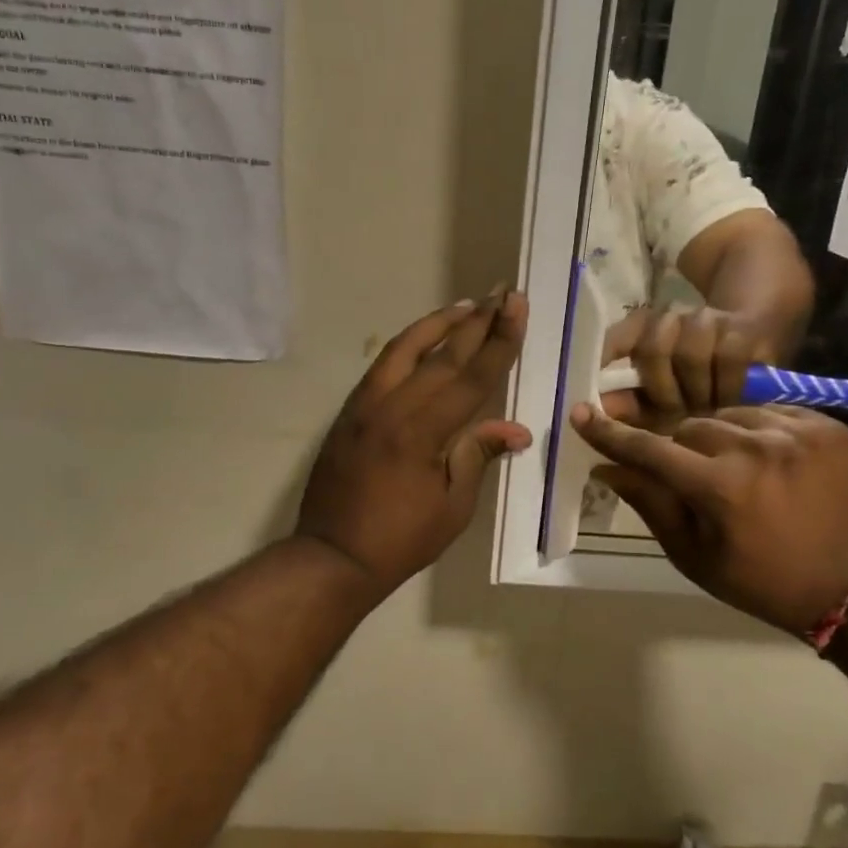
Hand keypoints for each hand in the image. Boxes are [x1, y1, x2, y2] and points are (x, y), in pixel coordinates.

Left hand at [297, 291, 530, 595]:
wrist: (331, 555)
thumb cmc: (400, 539)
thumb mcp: (451, 506)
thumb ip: (477, 456)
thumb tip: (516, 429)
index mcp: (421, 432)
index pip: (470, 376)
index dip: (498, 341)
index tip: (516, 306)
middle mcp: (391, 407)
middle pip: (442, 355)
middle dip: (476, 322)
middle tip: (501, 292)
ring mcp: (365, 406)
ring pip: (403, 349)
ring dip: (438, 324)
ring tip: (466, 305)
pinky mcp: (349, 412)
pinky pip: (382, 366)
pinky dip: (407, 345)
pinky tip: (423, 340)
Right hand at [572, 403, 847, 636]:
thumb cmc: (766, 582)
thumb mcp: (697, 558)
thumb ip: (652, 505)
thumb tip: (608, 468)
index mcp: (720, 488)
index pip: (649, 449)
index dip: (611, 434)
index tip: (582, 413)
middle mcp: (756, 448)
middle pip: (689, 425)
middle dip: (679, 447)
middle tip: (692, 476)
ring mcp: (795, 432)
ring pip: (729, 414)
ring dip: (720, 437)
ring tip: (736, 468)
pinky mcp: (826, 426)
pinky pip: (771, 413)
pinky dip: (759, 432)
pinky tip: (769, 459)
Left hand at [600, 305, 776, 430]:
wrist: (754, 348)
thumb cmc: (697, 385)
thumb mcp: (661, 397)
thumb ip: (630, 405)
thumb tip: (597, 413)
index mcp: (644, 330)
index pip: (619, 337)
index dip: (607, 355)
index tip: (599, 385)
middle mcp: (673, 318)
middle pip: (653, 349)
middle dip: (661, 391)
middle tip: (674, 417)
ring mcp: (709, 321)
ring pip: (690, 355)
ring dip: (695, 392)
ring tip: (704, 412)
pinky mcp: (744, 330)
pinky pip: (728, 360)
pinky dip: (726, 388)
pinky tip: (729, 403)